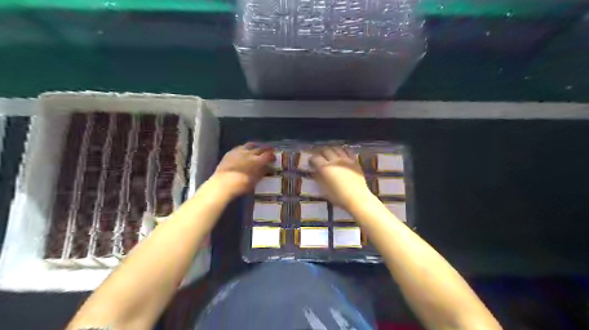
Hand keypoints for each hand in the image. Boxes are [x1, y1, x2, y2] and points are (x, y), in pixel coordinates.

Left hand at [213, 142, 274, 198]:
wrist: (223, 184)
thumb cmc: (241, 185)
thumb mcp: (255, 181)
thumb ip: (262, 172)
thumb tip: (268, 168)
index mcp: (257, 161)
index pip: (268, 155)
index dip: (272, 155)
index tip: (274, 157)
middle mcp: (250, 154)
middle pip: (260, 149)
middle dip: (266, 149)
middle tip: (270, 150)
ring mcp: (239, 152)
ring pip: (250, 145)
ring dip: (256, 146)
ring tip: (258, 147)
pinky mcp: (231, 152)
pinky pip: (240, 147)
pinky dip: (245, 148)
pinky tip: (245, 150)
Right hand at [310, 147, 368, 208]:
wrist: (357, 198)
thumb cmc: (339, 197)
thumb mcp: (324, 190)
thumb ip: (319, 178)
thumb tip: (315, 172)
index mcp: (325, 168)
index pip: (315, 158)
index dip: (311, 159)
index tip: (311, 163)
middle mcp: (334, 161)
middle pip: (325, 150)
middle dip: (320, 152)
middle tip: (319, 157)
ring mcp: (345, 160)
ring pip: (336, 148)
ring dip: (331, 149)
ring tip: (329, 153)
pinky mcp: (354, 161)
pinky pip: (348, 151)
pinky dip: (342, 150)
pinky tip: (341, 153)